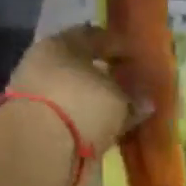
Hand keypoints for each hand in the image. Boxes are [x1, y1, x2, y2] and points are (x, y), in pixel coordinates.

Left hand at [5, 24, 137, 155]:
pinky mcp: (39, 128)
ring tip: (122, 112)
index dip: (117, 45)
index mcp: (61, 43)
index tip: (136, 57)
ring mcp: (40, 97)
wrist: (41, 149)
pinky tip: (106, 130)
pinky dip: (88, 123)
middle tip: (131, 86)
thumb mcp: (117, 97)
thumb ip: (132, 98)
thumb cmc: (81, 104)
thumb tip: (146, 102)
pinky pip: (72, 119)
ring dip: (96, 103)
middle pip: (81, 66)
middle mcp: (46, 65)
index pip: (94, 36)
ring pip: (76, 95)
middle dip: (105, 76)